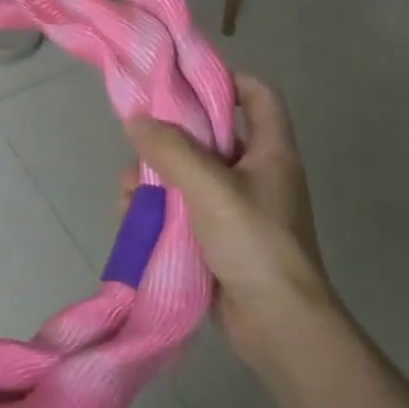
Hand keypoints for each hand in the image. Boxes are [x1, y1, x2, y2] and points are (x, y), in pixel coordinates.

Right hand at [124, 73, 332, 359]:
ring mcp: (238, 209)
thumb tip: (136, 121)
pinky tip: (132, 218)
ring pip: (189, 175)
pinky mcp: (220, 240)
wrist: (279, 328)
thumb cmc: (255, 244)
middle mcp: (257, 174)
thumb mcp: (210, 188)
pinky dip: (159, 210)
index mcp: (270, 152)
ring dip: (156, 178)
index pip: (258, 95)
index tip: (183, 81)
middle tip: (139, 141)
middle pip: (212, 135)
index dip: (227, 79)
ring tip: (129, 190)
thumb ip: (171, 150)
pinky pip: (184, 211)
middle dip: (171, 137)